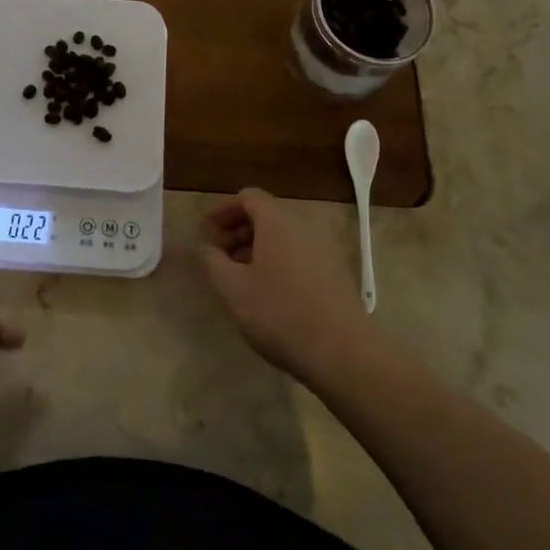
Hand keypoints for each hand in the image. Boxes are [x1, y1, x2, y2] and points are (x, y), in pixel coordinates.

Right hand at [200, 187, 373, 383]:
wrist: (344, 353)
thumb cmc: (280, 314)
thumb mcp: (233, 289)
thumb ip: (212, 261)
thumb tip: (206, 247)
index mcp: (277, 221)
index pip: (248, 197)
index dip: (223, 210)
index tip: (206, 232)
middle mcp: (304, 226)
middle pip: (267, 215)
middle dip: (238, 230)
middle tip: (219, 255)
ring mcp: (325, 249)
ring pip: (284, 236)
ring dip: (258, 247)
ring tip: (241, 276)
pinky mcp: (337, 273)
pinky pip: (300, 253)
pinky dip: (279, 260)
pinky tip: (270, 291)